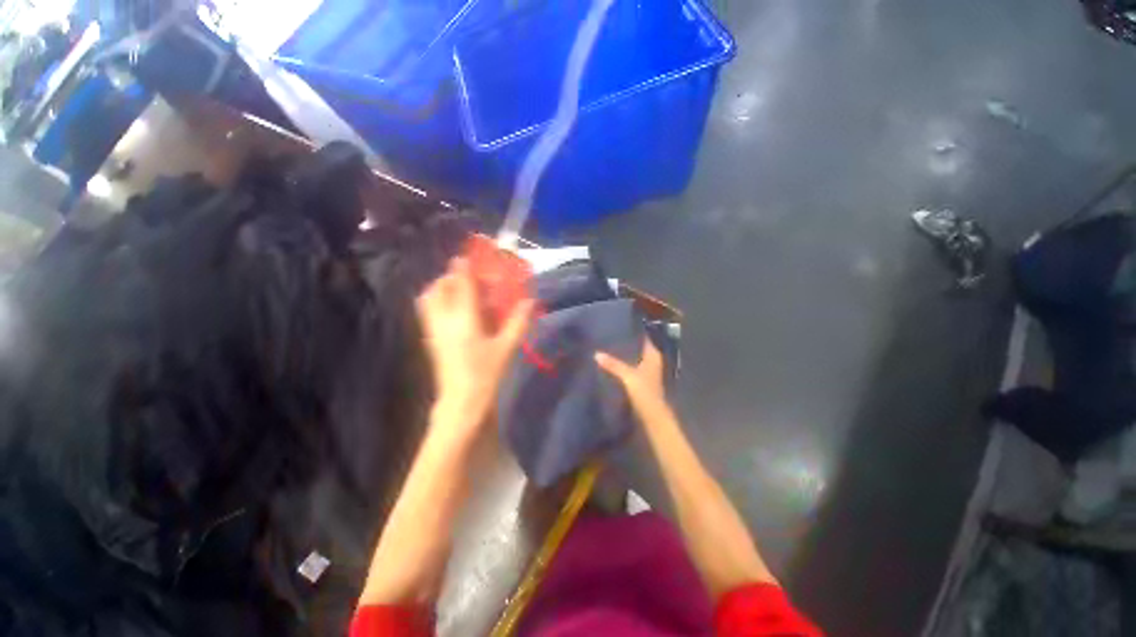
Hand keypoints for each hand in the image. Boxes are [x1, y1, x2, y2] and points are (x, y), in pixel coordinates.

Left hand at [417, 256, 533, 433]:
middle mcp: (443, 320)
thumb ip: (518, 322)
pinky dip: (438, 302)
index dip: (464, 267)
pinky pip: (428, 312)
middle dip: (450, 276)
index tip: (470, 256)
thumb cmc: (486, 374)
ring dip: (441, 288)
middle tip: (467, 277)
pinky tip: (456, 311)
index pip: (461, 285)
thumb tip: (530, 301)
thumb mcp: (507, 348)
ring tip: (460, 291)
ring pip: (428, 299)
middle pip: (438, 288)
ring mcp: (433, 330)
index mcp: (464, 320)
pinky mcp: (431, 340)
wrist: (461, 403)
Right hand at [595, 338, 668, 420]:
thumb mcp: (628, 376)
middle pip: (637, 348)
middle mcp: (652, 361)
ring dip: (623, 355)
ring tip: (607, 347)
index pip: (643, 338)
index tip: (619, 325)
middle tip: (609, 335)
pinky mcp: (641, 382)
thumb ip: (613, 364)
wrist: (652, 417)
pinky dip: (623, 365)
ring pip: (634, 358)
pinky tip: (611, 363)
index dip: (633, 331)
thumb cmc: (645, 392)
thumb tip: (596, 353)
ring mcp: (647, 372)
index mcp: (653, 355)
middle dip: (625, 343)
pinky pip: (631, 368)